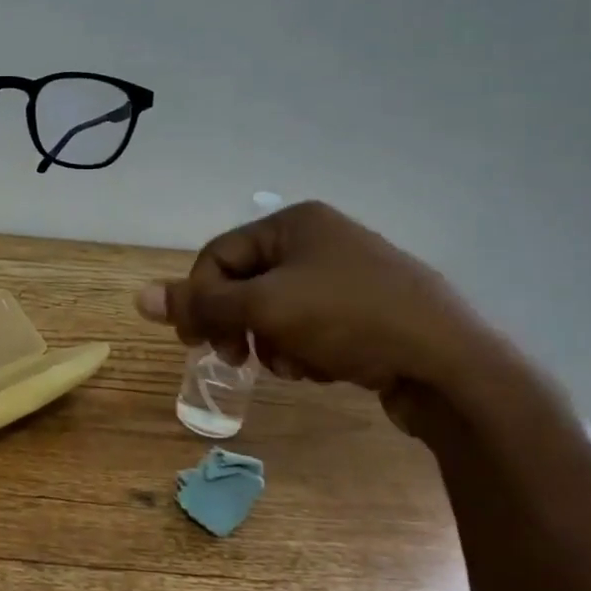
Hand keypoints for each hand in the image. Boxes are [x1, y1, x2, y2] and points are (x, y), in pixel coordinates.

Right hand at [135, 200, 509, 423]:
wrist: (454, 365)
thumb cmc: (350, 319)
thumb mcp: (266, 309)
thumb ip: (201, 304)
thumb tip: (137, 296)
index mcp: (294, 222)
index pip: (219, 256)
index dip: (201, 299)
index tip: (197, 342)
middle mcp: (321, 240)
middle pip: (248, 284)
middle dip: (240, 324)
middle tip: (236, 359)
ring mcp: (349, 275)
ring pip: (278, 311)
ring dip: (273, 342)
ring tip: (296, 365)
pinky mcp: (369, 312)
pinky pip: (312, 326)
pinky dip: (307, 350)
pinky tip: (326, 368)